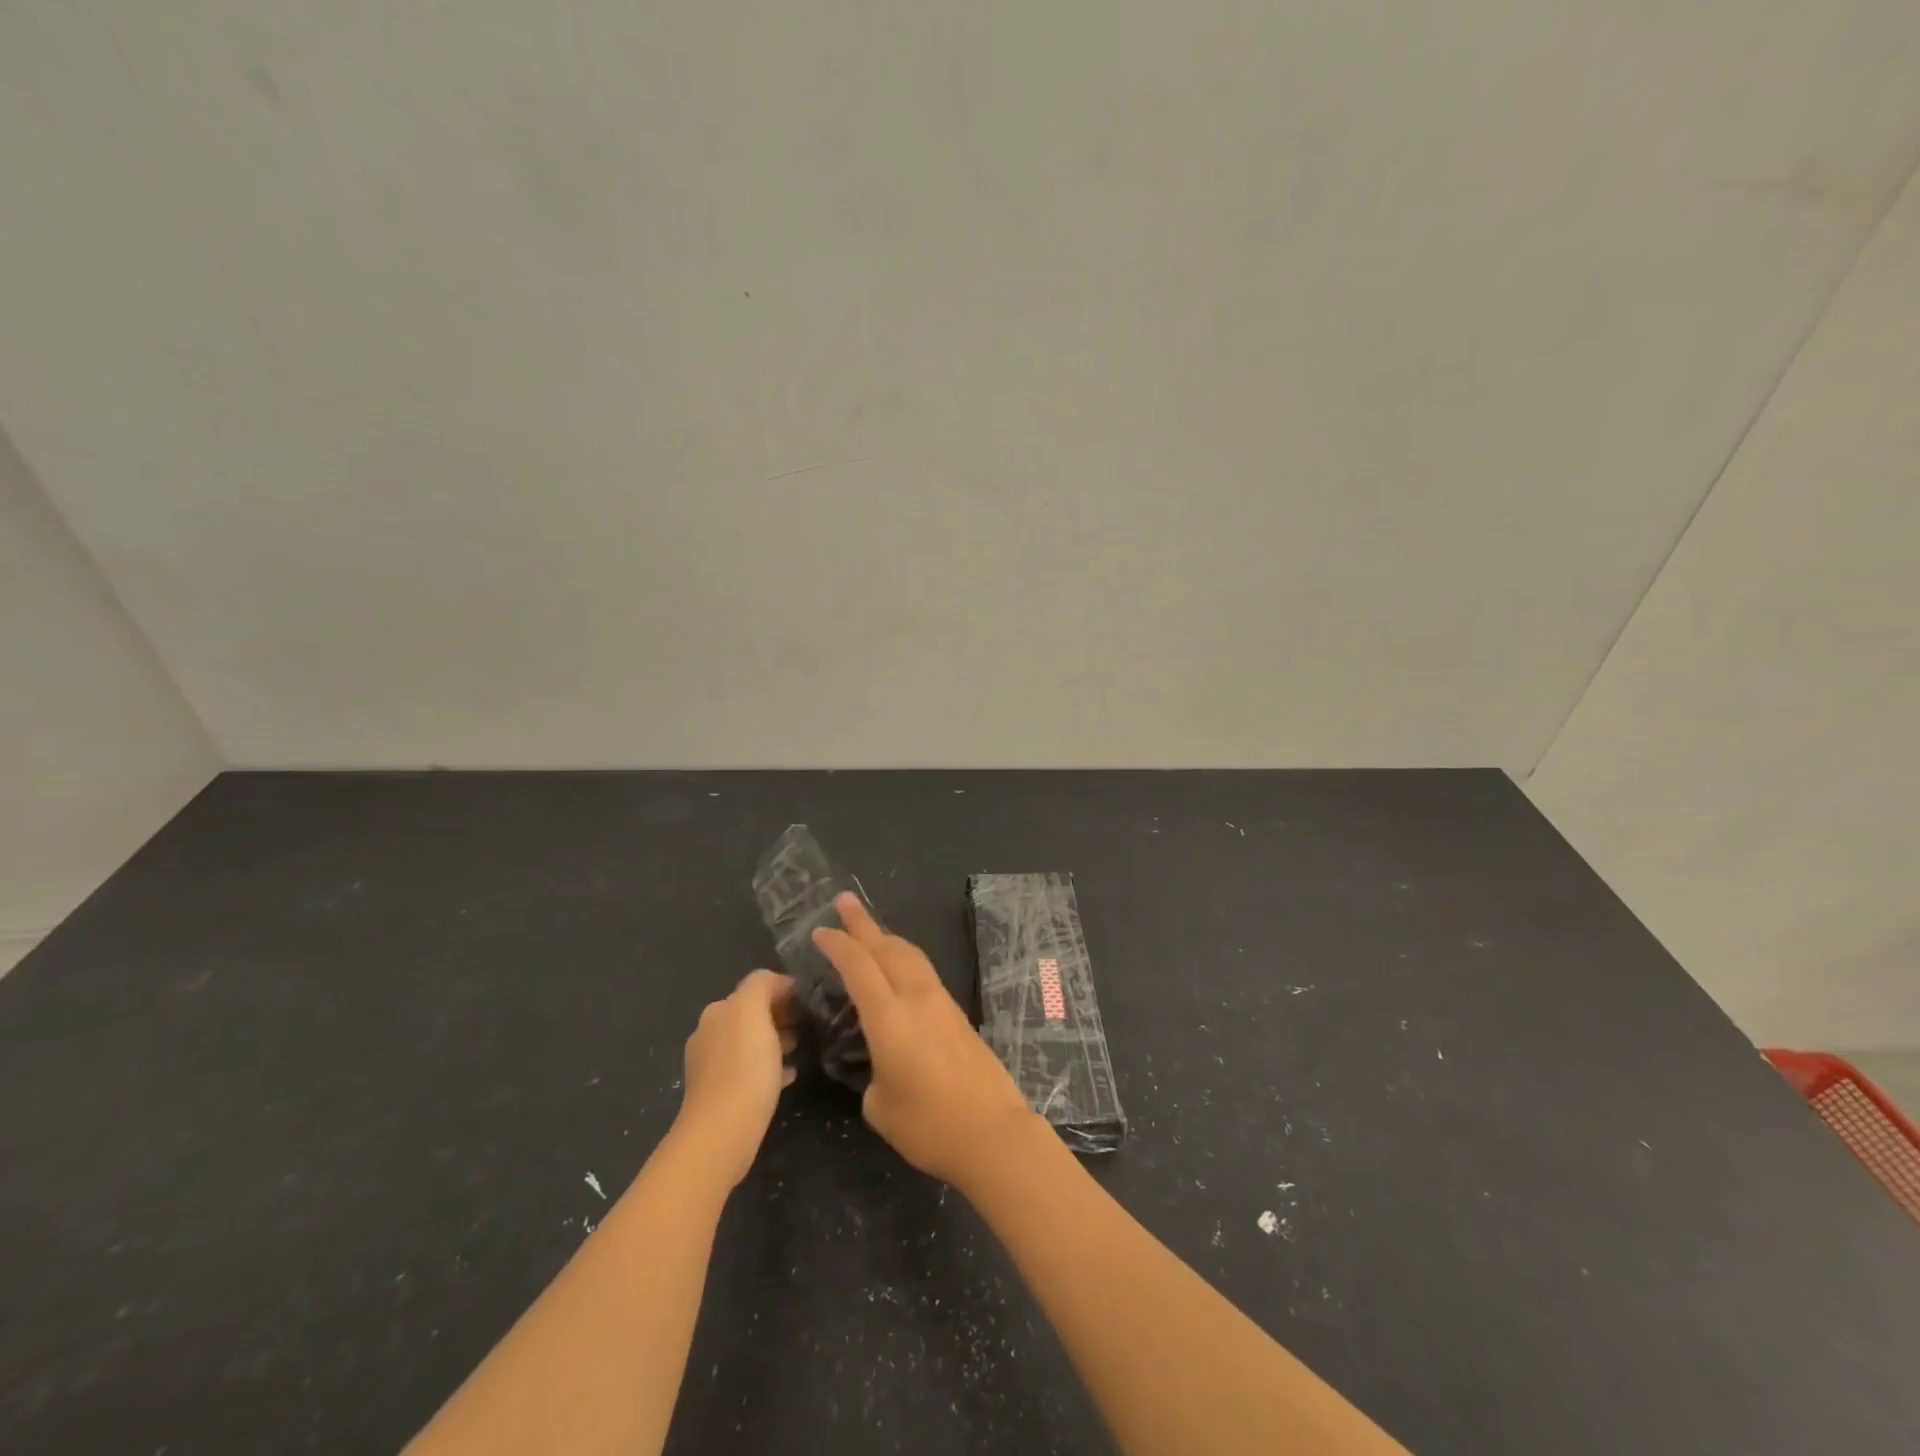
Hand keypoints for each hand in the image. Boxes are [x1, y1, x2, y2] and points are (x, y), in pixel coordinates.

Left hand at [674, 969, 797, 1187]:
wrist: (722, 1131)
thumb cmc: (743, 1066)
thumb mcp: (753, 1010)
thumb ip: (762, 985)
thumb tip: (777, 983)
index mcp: (717, 1012)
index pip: (755, 987)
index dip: (784, 989)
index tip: (809, 1000)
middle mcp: (710, 1034)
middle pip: (751, 1015)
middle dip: (780, 1015)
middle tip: (809, 1023)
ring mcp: (713, 1067)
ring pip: (752, 1043)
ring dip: (776, 1040)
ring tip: (802, 1047)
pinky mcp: (722, 1095)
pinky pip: (751, 1072)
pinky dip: (771, 1067)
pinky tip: (790, 1075)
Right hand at [813, 894, 1035, 1187]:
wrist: (994, 1133)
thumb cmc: (930, 1125)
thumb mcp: (880, 1105)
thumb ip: (871, 1074)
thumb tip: (880, 1062)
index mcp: (890, 1016)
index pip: (858, 966)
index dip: (837, 944)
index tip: (819, 931)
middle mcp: (916, 998)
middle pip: (887, 947)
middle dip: (862, 923)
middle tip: (843, 901)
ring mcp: (941, 1002)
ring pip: (910, 955)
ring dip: (886, 938)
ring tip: (870, 930)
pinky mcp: (957, 1014)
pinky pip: (923, 971)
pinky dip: (903, 958)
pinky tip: (898, 969)